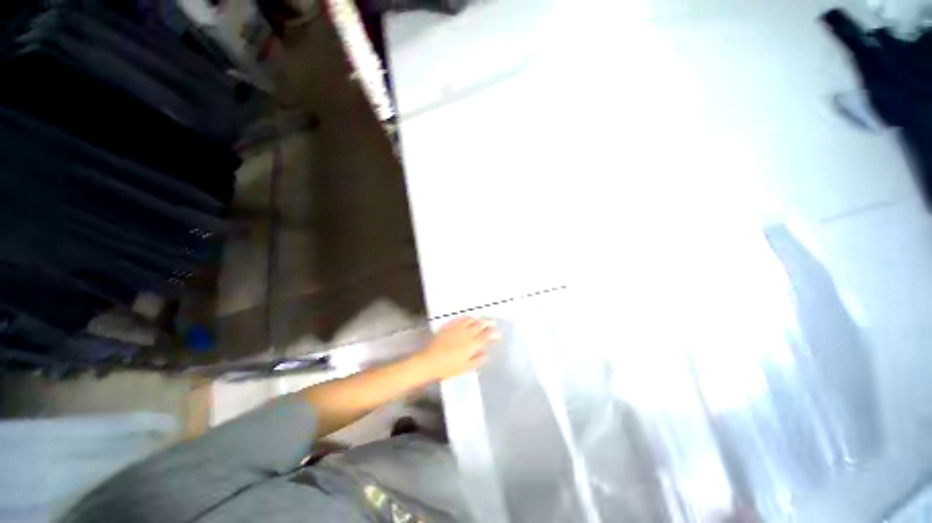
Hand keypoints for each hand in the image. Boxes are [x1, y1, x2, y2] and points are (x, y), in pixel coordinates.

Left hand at [411, 317, 499, 380]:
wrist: (428, 361)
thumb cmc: (447, 368)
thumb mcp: (465, 368)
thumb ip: (477, 360)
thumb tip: (486, 354)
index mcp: (471, 345)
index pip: (486, 336)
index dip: (493, 334)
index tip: (498, 334)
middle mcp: (465, 333)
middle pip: (480, 325)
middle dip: (488, 323)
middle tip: (493, 323)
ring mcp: (456, 328)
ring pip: (470, 320)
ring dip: (478, 319)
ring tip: (481, 320)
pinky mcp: (448, 326)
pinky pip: (459, 318)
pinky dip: (466, 317)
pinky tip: (467, 318)